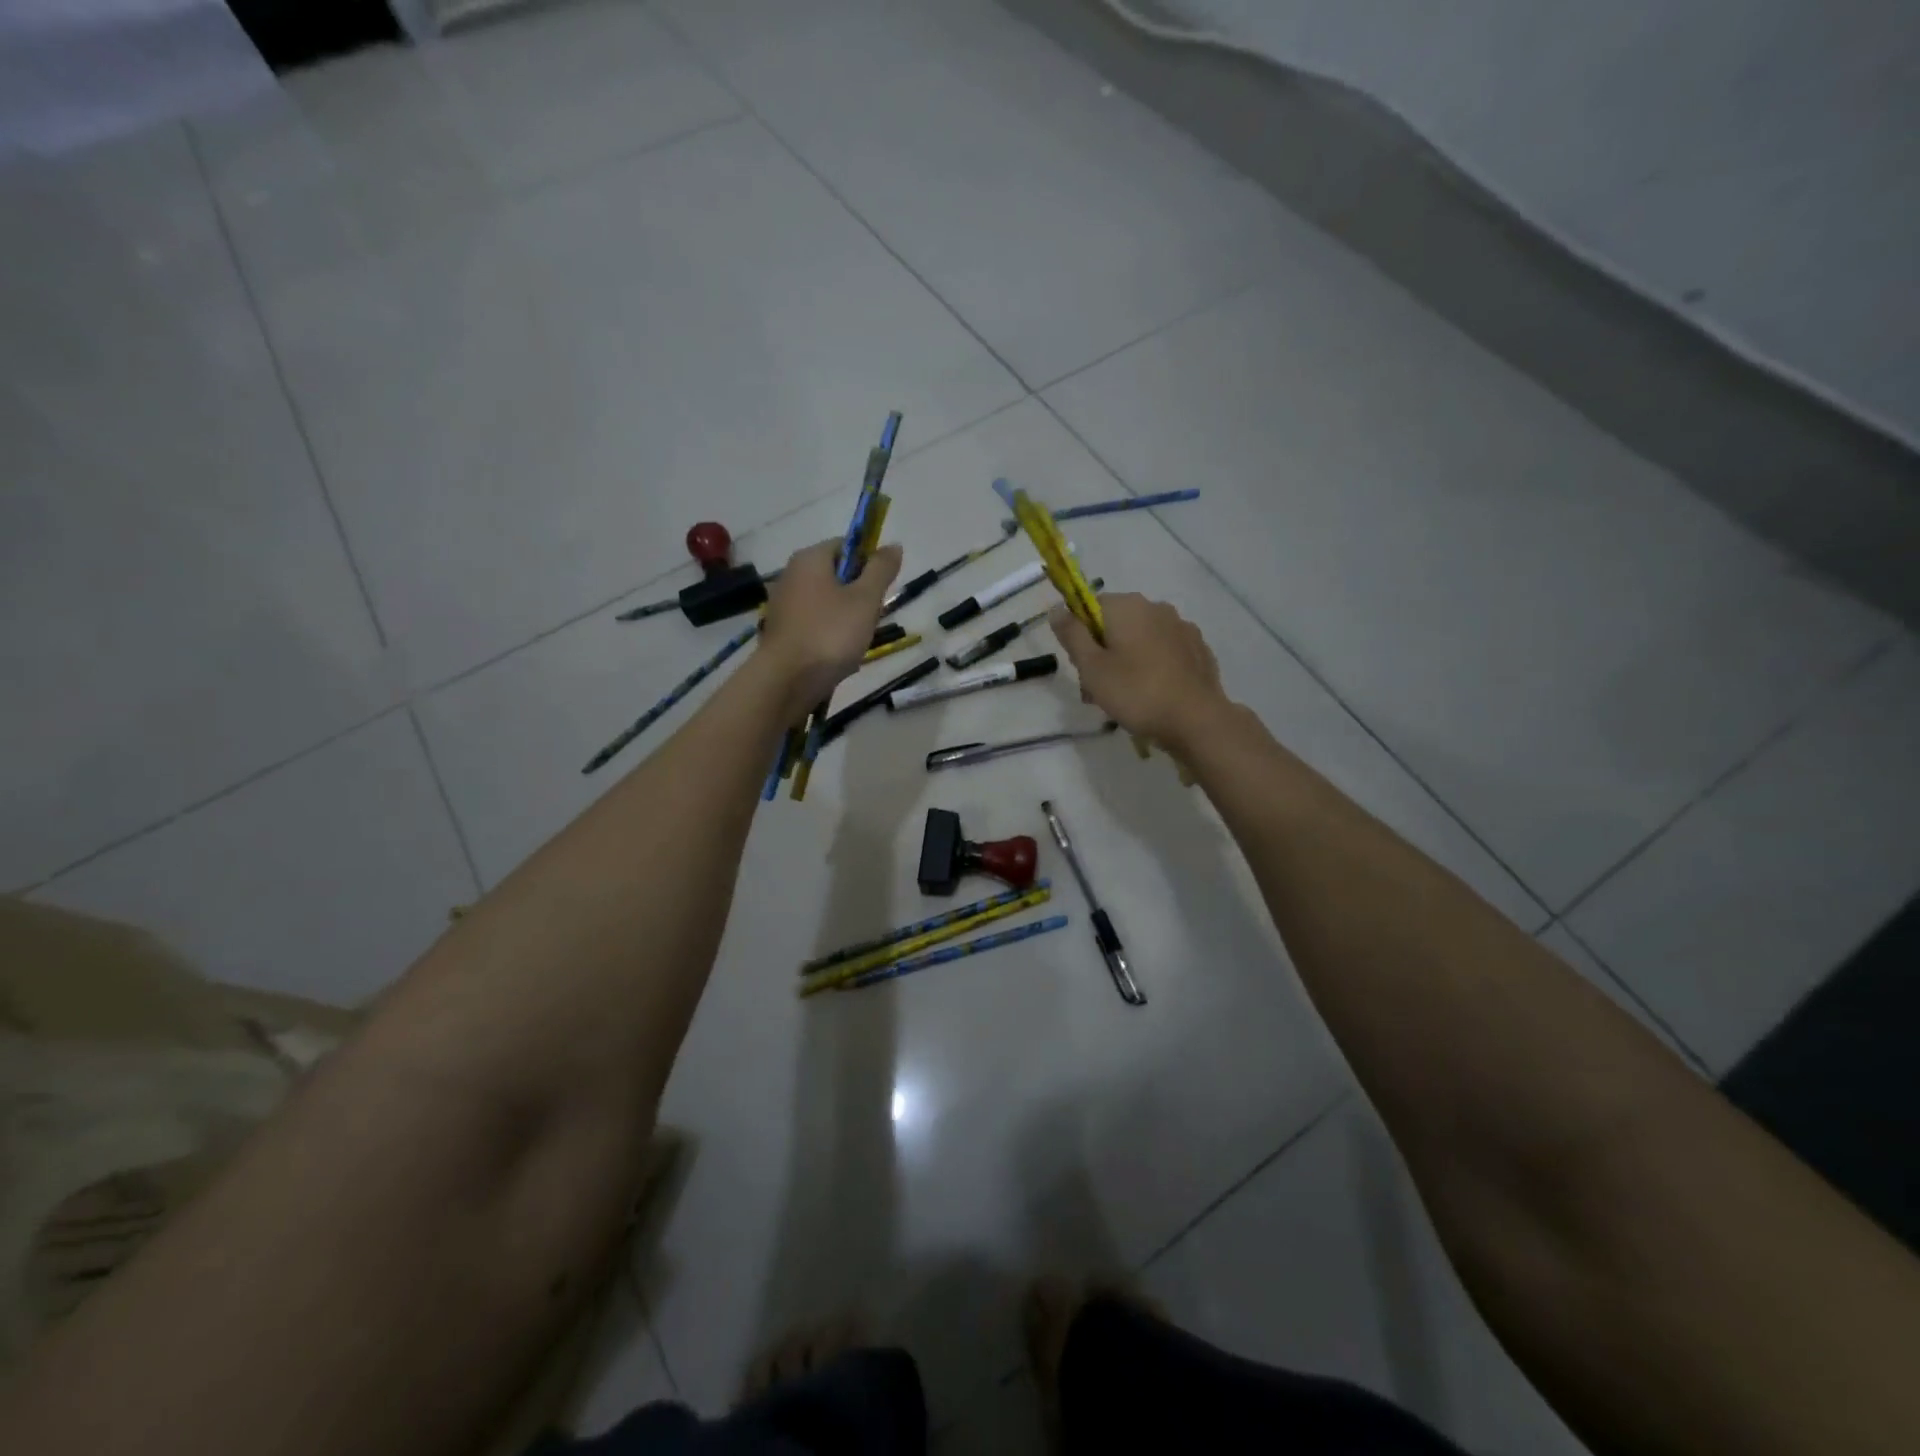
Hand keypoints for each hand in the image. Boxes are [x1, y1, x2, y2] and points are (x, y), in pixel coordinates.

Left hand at [760, 539, 902, 715]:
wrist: (787, 680)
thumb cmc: (830, 634)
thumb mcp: (866, 599)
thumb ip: (881, 570)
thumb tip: (893, 545)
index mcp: (810, 558)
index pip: (847, 546)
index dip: (868, 564)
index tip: (880, 590)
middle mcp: (791, 574)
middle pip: (836, 575)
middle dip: (858, 595)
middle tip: (869, 618)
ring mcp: (782, 603)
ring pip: (826, 602)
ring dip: (845, 618)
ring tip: (854, 641)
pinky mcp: (781, 630)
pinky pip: (813, 623)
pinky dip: (827, 634)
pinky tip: (835, 654)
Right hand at [1049, 593, 1229, 752]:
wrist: (1197, 720)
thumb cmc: (1136, 692)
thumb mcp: (1092, 667)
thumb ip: (1072, 635)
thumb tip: (1056, 608)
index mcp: (1127, 606)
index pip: (1088, 607)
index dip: (1079, 637)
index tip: (1081, 667)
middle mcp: (1156, 607)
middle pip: (1115, 624)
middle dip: (1102, 653)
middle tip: (1097, 691)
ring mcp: (1182, 627)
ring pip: (1140, 640)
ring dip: (1126, 661)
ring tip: (1125, 698)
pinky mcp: (1198, 649)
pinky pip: (1164, 652)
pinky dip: (1153, 667)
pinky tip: (1153, 695)